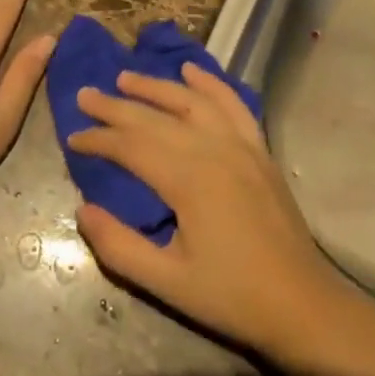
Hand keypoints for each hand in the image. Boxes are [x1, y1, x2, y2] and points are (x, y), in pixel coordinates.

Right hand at [68, 63, 344, 357]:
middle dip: (116, 106)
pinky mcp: (259, 150)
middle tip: (85, 94)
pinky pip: (233, 104)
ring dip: (156, 86)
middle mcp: (214, 149)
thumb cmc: (231, 296)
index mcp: (188, 180)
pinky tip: (191, 71)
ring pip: (192, 102)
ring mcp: (241, 145)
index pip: (132, 146)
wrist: (301, 303)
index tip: (72, 138)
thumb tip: (83, 210)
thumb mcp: (166, 282)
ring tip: (125, 78)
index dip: (99, 140)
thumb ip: (119, 246)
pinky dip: (210, 84)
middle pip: (156, 118)